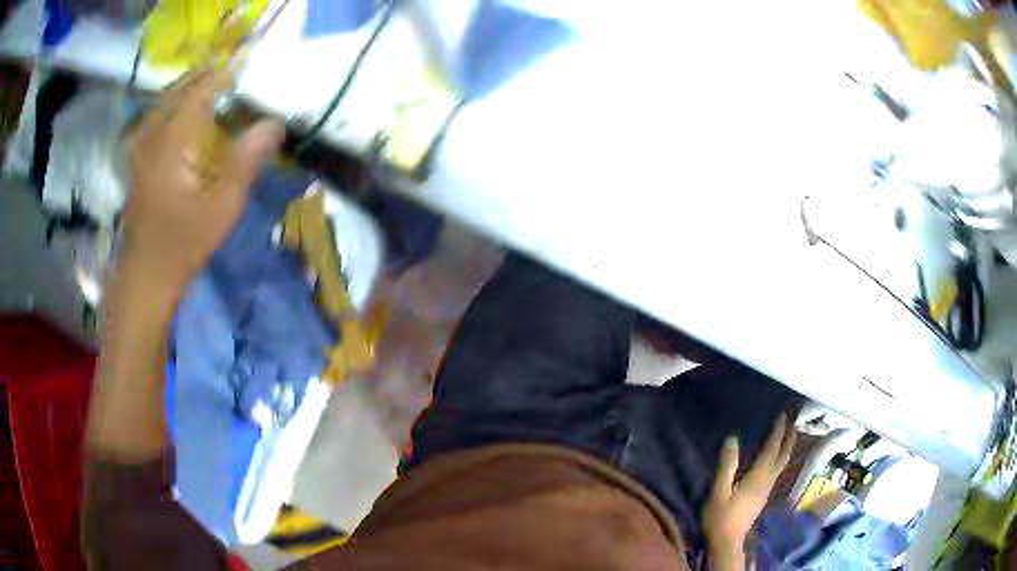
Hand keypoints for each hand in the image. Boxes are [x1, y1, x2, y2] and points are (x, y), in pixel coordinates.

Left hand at [122, 69, 283, 297]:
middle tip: (229, 73)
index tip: (247, 65)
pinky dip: (170, 110)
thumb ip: (246, 160)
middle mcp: (155, 134)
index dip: (225, 73)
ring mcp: (142, 148)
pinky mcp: (137, 162)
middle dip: (205, 75)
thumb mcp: (222, 205)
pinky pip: (153, 121)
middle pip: (180, 88)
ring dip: (186, 89)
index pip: (202, 88)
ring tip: (208, 88)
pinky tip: (179, 119)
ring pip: (164, 102)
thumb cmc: (184, 242)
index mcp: (174, 139)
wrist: (146, 274)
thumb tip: (274, 123)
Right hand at [702, 414, 796, 565]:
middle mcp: (767, 481)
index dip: (778, 432)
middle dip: (789, 438)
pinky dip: (780, 457)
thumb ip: (726, 465)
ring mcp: (767, 489)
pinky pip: (777, 470)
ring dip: (787, 447)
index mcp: (758, 477)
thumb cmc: (721, 516)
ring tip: (788, 434)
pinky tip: (775, 458)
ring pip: (782, 463)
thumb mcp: (719, 490)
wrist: (727, 541)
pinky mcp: (763, 495)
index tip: (783, 415)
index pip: (772, 449)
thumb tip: (732, 438)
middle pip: (783, 456)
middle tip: (793, 421)